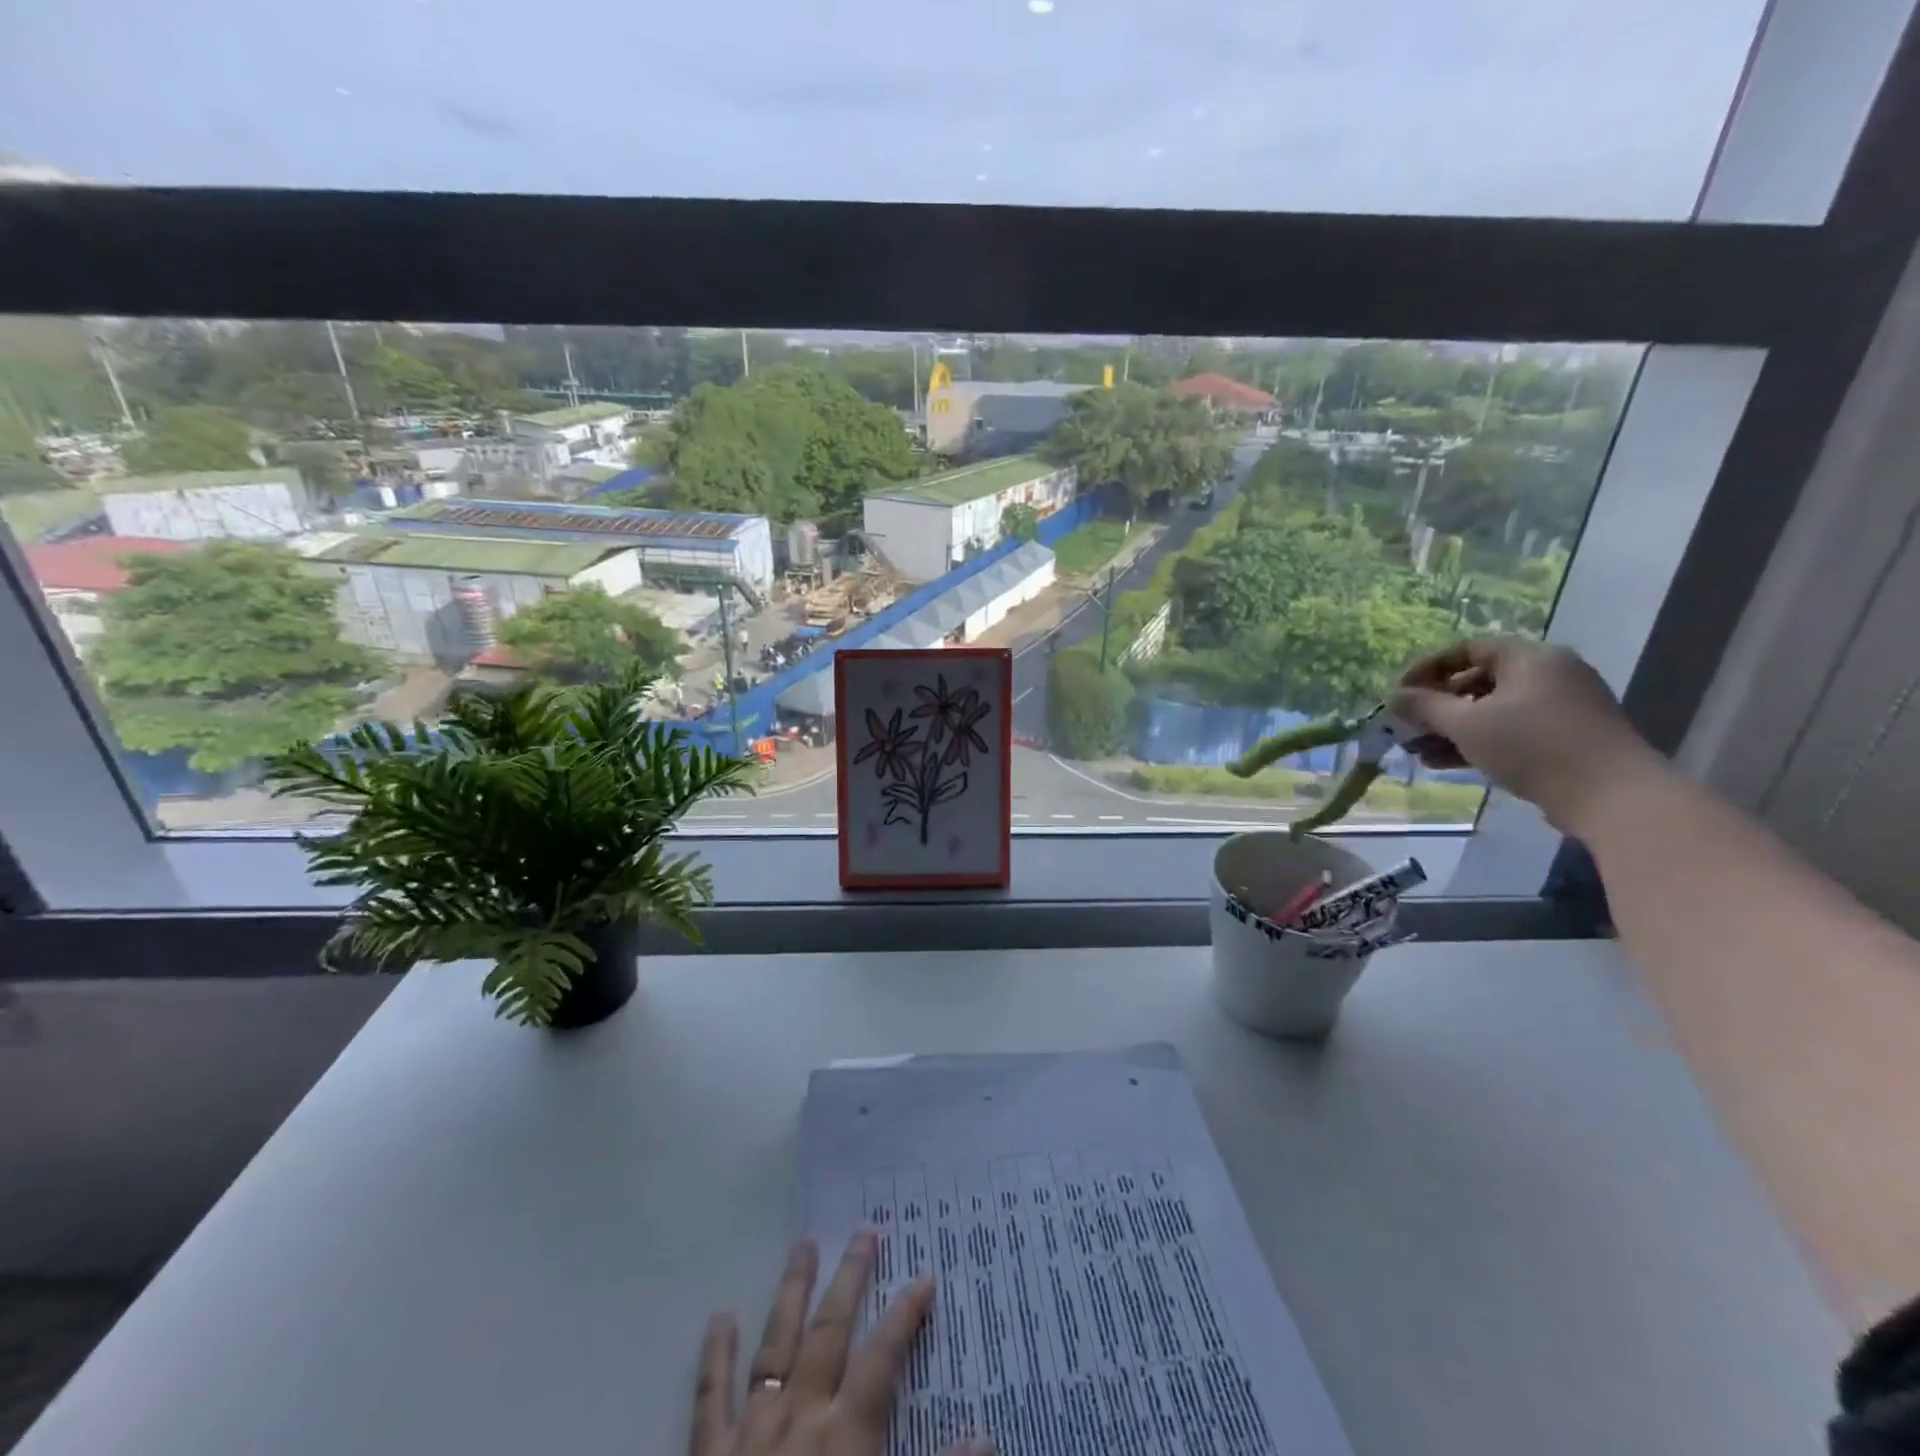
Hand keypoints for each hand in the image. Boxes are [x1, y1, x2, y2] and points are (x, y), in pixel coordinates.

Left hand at [690, 1232, 990, 1455]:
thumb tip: (985, 1436)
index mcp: (846, 1436)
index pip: (883, 1357)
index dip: (905, 1314)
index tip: (923, 1275)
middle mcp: (800, 1417)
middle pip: (830, 1331)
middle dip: (850, 1279)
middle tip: (864, 1231)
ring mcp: (750, 1432)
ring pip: (776, 1345)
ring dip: (791, 1292)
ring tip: (802, 1243)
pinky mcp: (707, 1455)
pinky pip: (710, 1398)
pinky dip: (715, 1356)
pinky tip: (720, 1316)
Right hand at [1387, 637, 1667, 834]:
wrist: (1612, 796)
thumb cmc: (1532, 746)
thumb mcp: (1467, 724)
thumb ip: (1425, 707)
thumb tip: (1392, 696)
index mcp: (1530, 658)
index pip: (1467, 649)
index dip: (1427, 668)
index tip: (1400, 694)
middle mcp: (1549, 674)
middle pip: (1478, 681)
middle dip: (1437, 705)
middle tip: (1408, 726)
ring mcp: (1560, 707)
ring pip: (1492, 710)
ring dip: (1451, 729)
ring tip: (1417, 751)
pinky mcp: (1565, 738)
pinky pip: (1510, 731)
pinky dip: (1477, 742)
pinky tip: (1444, 762)